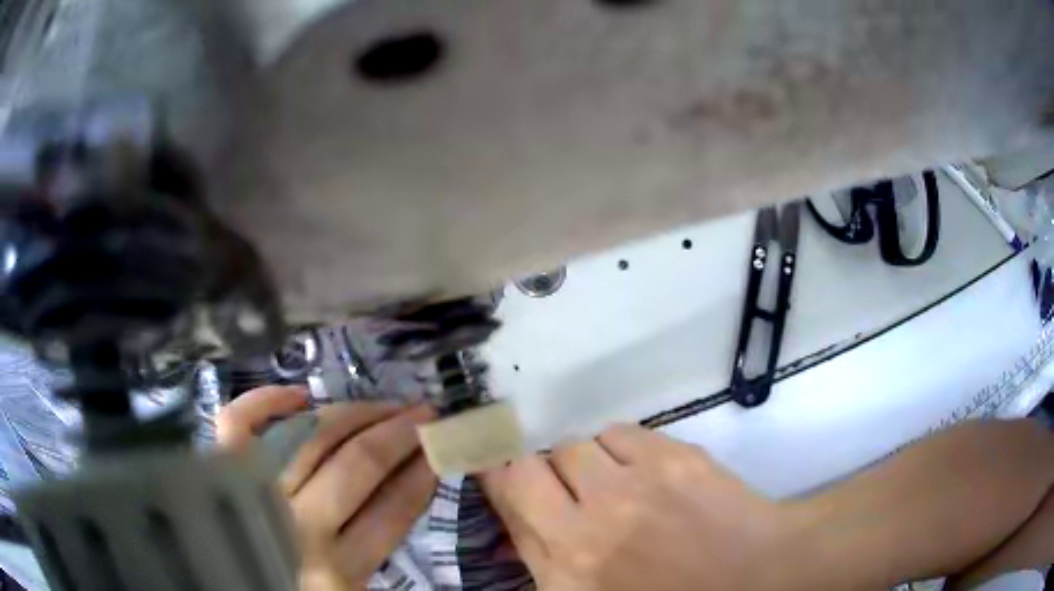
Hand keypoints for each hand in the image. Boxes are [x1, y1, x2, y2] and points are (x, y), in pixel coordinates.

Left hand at [217, 386, 436, 590]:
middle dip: (401, 432)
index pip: (394, 511)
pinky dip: (266, 400)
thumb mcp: (352, 587)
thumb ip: (376, 542)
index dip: (423, 471)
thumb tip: (408, 481)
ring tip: (384, 404)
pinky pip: (240, 424)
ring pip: (311, 435)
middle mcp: (299, 527)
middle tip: (424, 413)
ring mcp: (256, 492)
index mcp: (339, 571)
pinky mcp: (221, 472)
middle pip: (359, 464)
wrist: (232, 589)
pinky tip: (301, 394)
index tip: (441, 445)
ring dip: (355, 412)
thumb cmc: (302, 588)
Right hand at [481, 424, 794, 590]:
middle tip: (558, 486)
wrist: (755, 575)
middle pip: (528, 466)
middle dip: (532, 471)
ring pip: (575, 445)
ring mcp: (634, 486)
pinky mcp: (674, 457)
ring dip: (582, 464)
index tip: (490, 468)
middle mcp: (589, 524)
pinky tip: (640, 471)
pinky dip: (619, 449)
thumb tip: (516, 521)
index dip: (492, 479)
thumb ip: (544, 562)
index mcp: (567, 569)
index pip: (507, 503)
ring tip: (610, 483)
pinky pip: (619, 432)